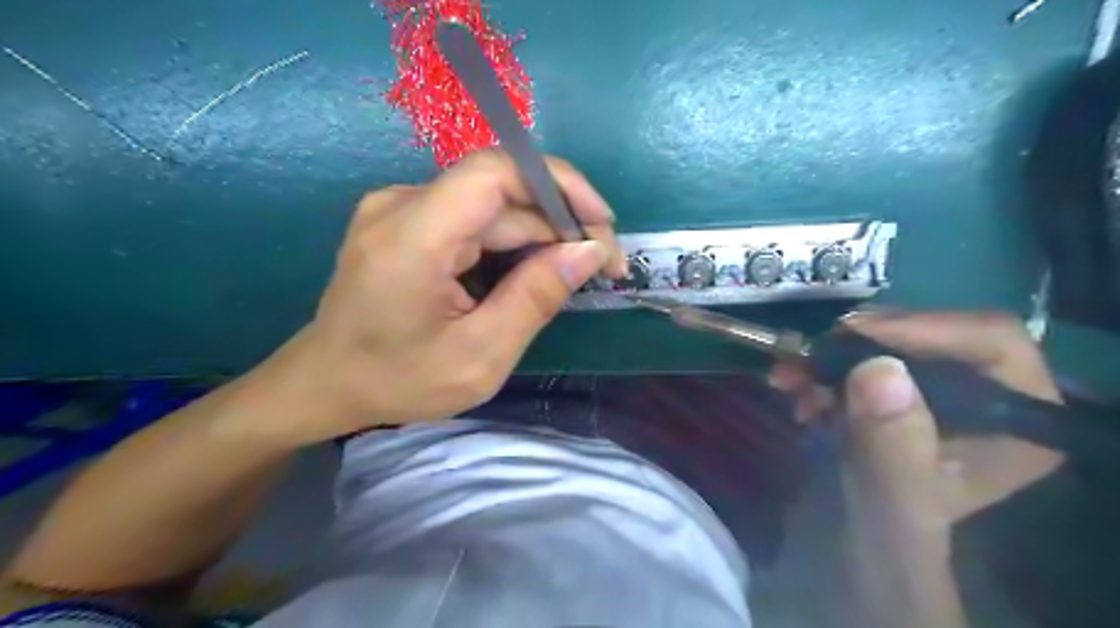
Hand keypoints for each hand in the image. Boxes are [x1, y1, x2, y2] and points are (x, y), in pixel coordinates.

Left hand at [243, 150, 620, 446]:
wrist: (326, 383)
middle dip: (560, 223)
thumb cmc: (398, 380)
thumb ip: (535, 298)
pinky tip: (533, 272)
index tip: (602, 223)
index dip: (558, 184)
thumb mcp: (480, 355)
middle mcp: (402, 205)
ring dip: (540, 236)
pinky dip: (512, 242)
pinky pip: (473, 219)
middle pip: (501, 192)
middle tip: (602, 267)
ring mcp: (401, 209)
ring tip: (574, 275)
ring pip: (492, 207)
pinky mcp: (407, 221)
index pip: (496, 172)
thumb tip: (589, 251)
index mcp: (413, 237)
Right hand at [771, 312, 1065, 521]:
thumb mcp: (895, 497)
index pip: (989, 341)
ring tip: (789, 377)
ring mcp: (943, 383)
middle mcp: (989, 390)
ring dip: (831, 355)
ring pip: (889, 341)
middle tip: (808, 355)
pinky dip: (824, 366)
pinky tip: (795, 387)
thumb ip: (892, 443)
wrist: (869, 536)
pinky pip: (863, 354)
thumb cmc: (896, 529)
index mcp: (1018, 416)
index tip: (851, 334)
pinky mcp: (905, 383)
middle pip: (929, 333)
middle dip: (859, 343)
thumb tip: (877, 368)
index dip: (921, 327)